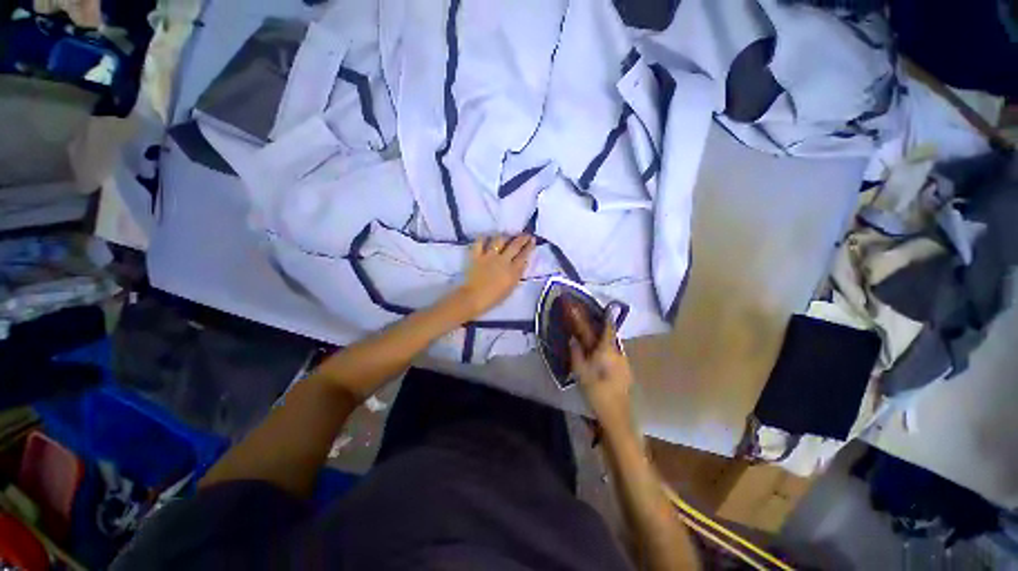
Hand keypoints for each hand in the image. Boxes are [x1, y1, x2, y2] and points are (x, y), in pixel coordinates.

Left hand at [457, 235, 535, 317]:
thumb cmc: (493, 298)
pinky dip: (484, 238)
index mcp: (513, 271)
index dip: (529, 247)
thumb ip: (517, 275)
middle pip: (514, 245)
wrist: (474, 298)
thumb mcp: (510, 289)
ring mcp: (489, 256)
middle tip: (526, 234)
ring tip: (507, 235)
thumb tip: (523, 263)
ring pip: (499, 240)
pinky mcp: (477, 255)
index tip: (533, 240)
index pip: (524, 256)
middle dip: (522, 238)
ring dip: (505, 236)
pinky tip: (486, 236)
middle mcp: (503, 260)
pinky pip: (480, 242)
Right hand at [570, 321, 633, 429]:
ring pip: (615, 349)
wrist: (616, 414)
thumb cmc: (596, 390)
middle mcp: (619, 354)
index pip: (608, 329)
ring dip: (606, 345)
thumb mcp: (580, 371)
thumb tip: (573, 339)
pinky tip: (603, 364)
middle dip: (603, 333)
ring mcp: (625, 364)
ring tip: (596, 348)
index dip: (607, 318)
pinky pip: (617, 358)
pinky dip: (610, 355)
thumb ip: (576, 352)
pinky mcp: (627, 373)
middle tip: (593, 332)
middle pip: (612, 338)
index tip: (606, 309)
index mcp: (607, 350)